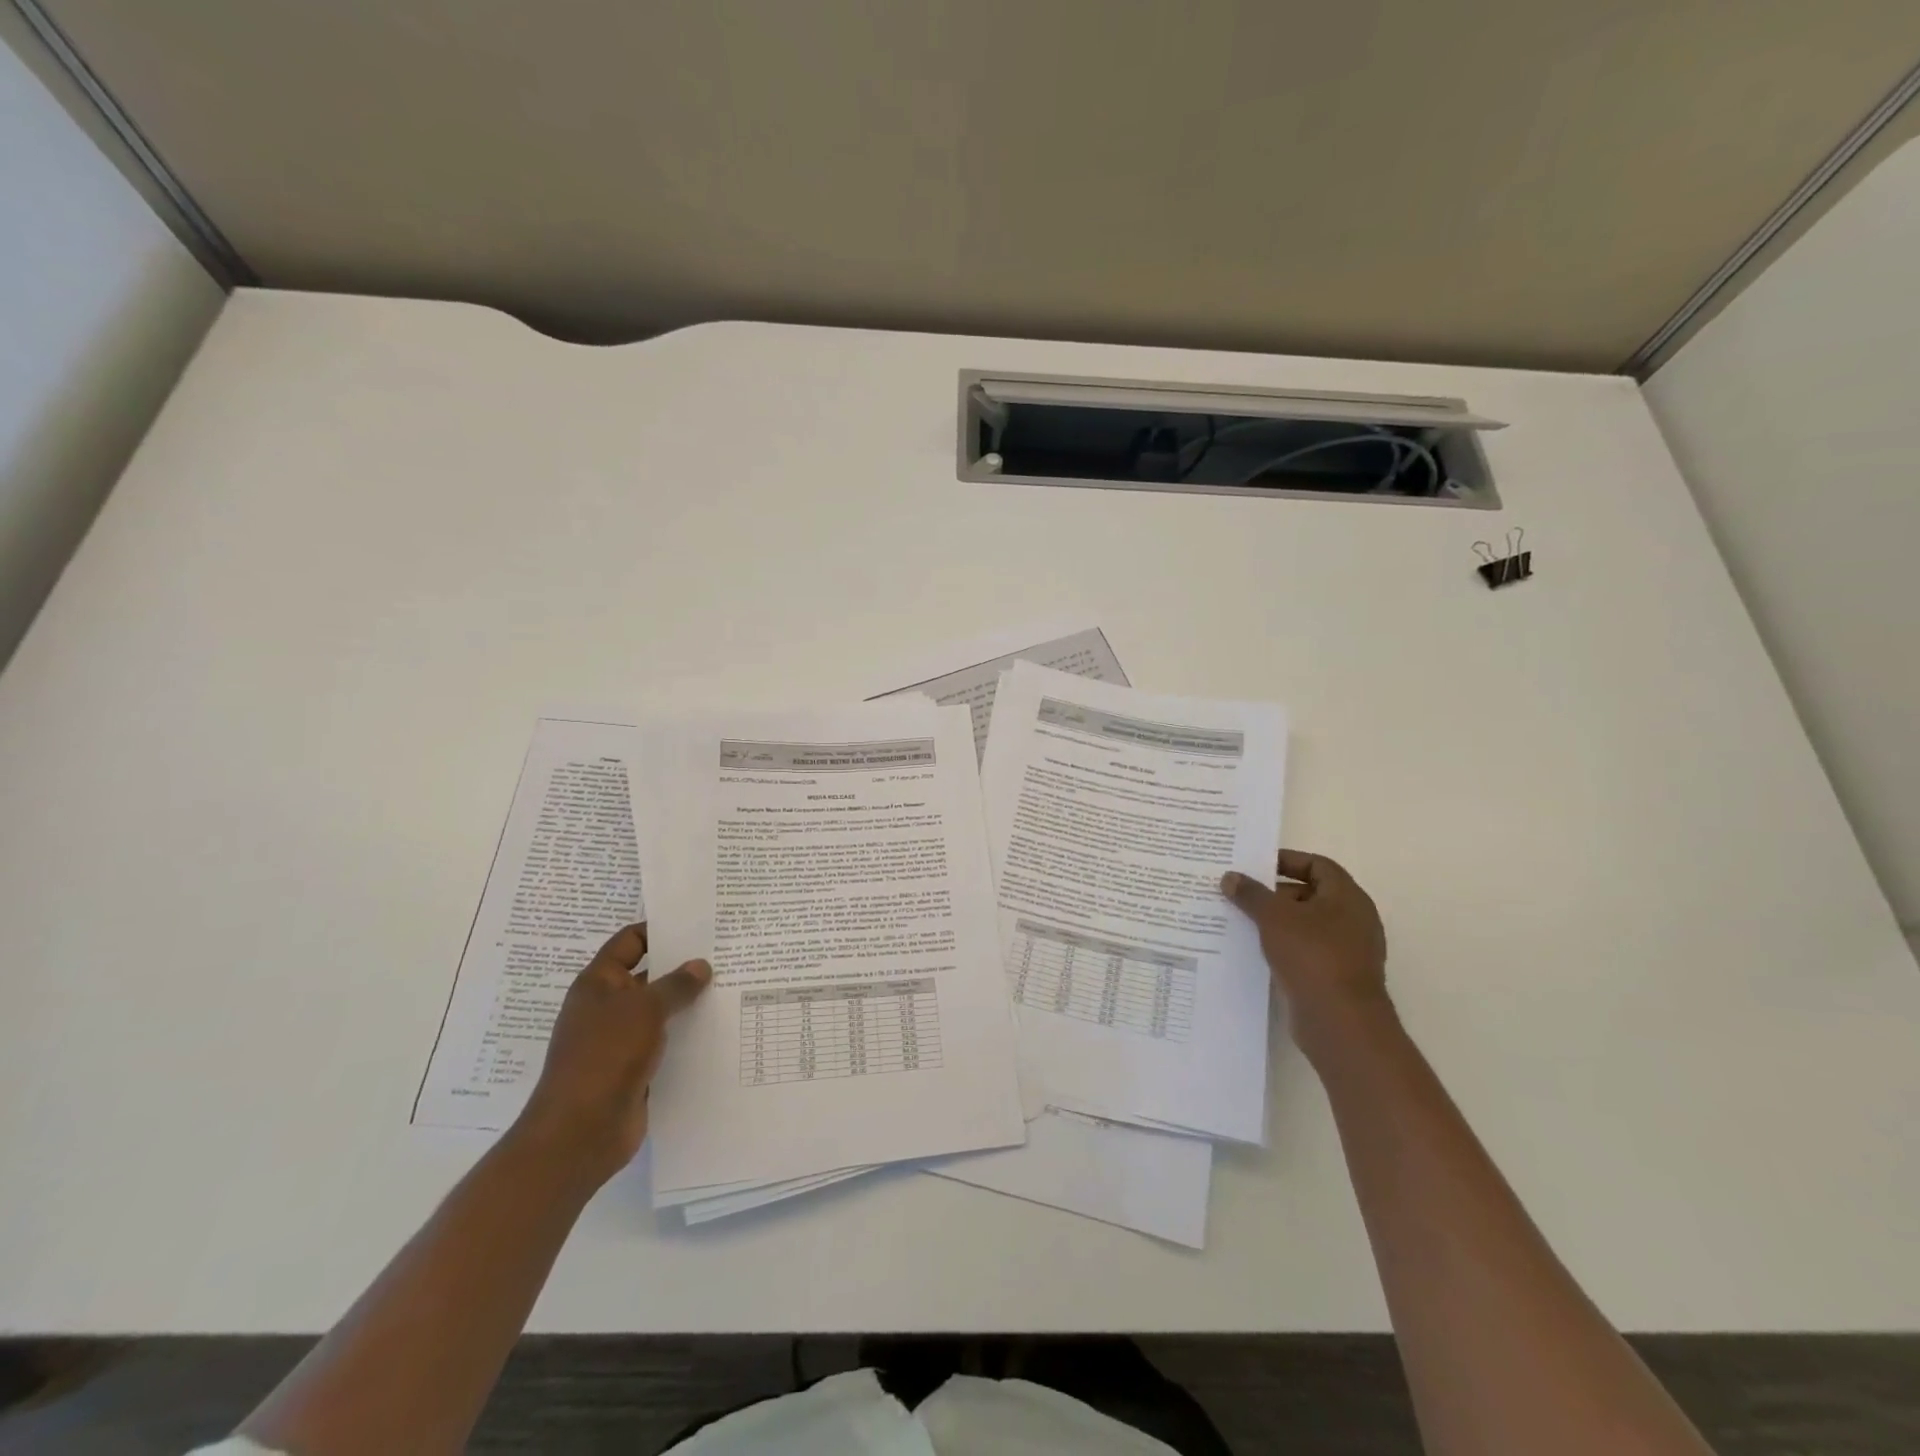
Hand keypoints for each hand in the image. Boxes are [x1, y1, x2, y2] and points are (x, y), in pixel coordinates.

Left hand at [511, 922, 711, 1187]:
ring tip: (731, 988)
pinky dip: (687, 1037)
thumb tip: (700, 966)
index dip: (659, 930)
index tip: (697, 925)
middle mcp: (607, 1008)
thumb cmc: (606, 1055)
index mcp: (598, 983)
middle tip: (724, 954)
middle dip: (683, 967)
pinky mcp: (634, 1071)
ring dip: (689, 1004)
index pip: (630, 942)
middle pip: (649, 976)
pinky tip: (719, 1030)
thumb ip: (676, 984)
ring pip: (660, 1012)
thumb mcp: (645, 1009)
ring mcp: (620, 1041)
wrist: (580, 1132)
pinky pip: (665, 1044)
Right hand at [1221, 850, 1390, 1056]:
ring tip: (1241, 921)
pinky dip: (1283, 947)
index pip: (1318, 865)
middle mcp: (1353, 920)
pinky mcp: (1336, 977)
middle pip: (1311, 894)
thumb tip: (1230, 877)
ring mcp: (1347, 951)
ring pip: (1306, 925)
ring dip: (1276, 922)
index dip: (1287, 861)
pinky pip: (1305, 951)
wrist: (1340, 1022)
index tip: (1255, 865)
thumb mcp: (1274, 917)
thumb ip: (1251, 894)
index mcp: (1347, 897)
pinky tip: (1255, 951)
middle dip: (1275, 893)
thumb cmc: (1312, 956)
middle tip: (1241, 894)